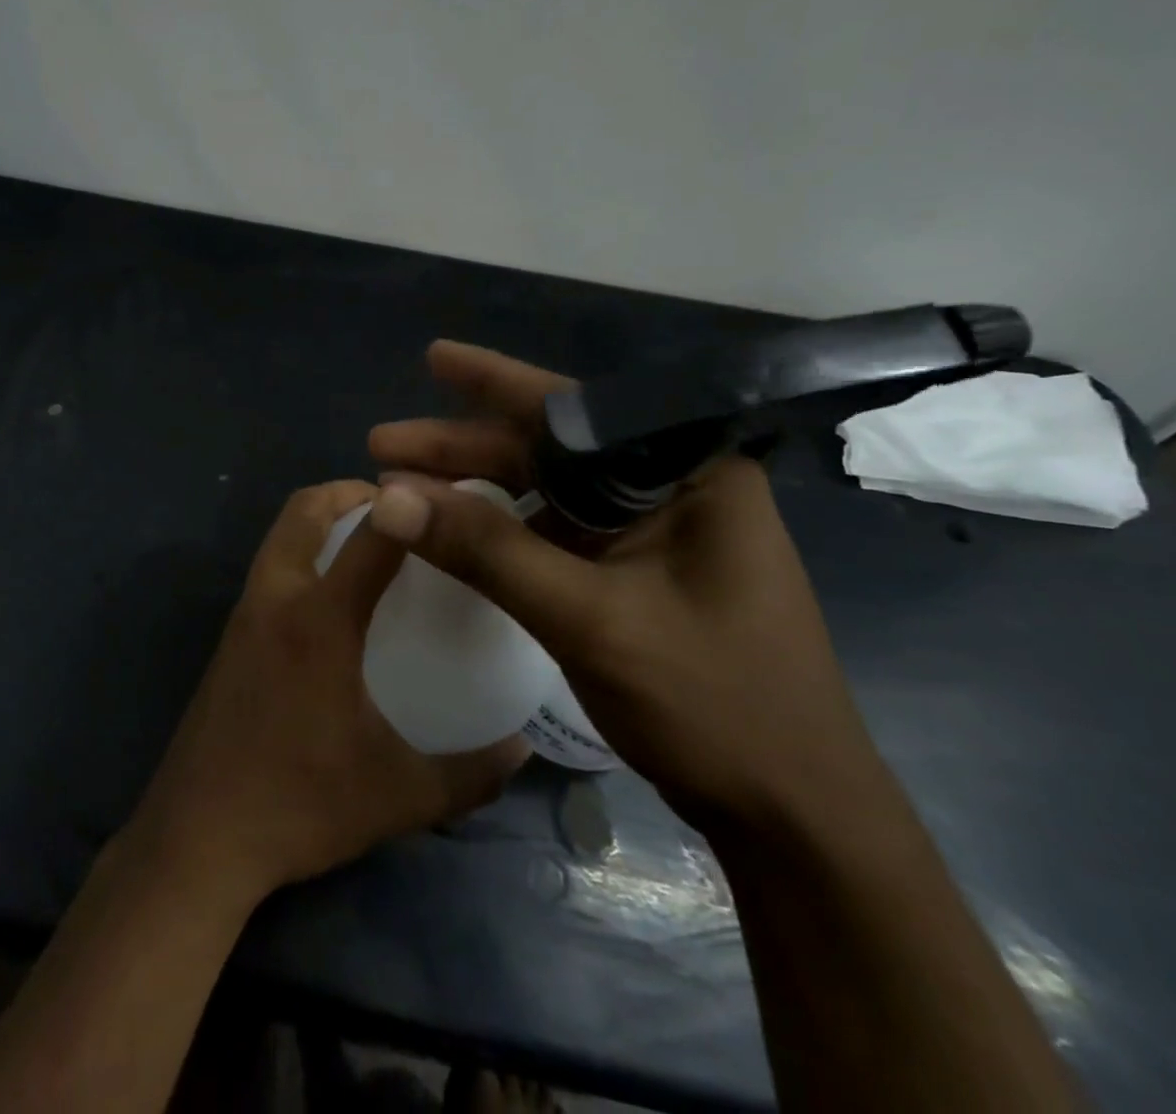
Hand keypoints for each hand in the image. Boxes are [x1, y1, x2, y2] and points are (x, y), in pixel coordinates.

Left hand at [127, 481, 527, 903]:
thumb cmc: (299, 805)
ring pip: (279, 535)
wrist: (198, 835)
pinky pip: (269, 567)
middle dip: (348, 491)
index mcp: (319, 621)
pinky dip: (300, 552)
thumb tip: (524, 747)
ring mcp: (244, 615)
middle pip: (303, 510)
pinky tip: (331, 599)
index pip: (371, 537)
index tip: (443, 496)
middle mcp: (276, 599)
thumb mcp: (399, 795)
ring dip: (319, 519)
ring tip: (369, 544)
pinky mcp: (228, 637)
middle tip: (398, 510)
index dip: (407, 505)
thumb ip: (471, 773)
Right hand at [367, 342, 890, 839]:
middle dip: (463, 447)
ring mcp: (656, 533)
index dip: (494, 380)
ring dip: (476, 488)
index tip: (432, 357)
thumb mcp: (588, 619)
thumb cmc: (714, 705)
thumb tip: (390, 497)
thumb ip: (487, 550)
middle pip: (551, 449)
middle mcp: (674, 489)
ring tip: (404, 486)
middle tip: (383, 444)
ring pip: (547, 491)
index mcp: (690, 474)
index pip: (576, 410)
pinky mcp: (639, 572)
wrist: (792, 818)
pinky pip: (556, 532)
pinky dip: (502, 530)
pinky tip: (455, 528)